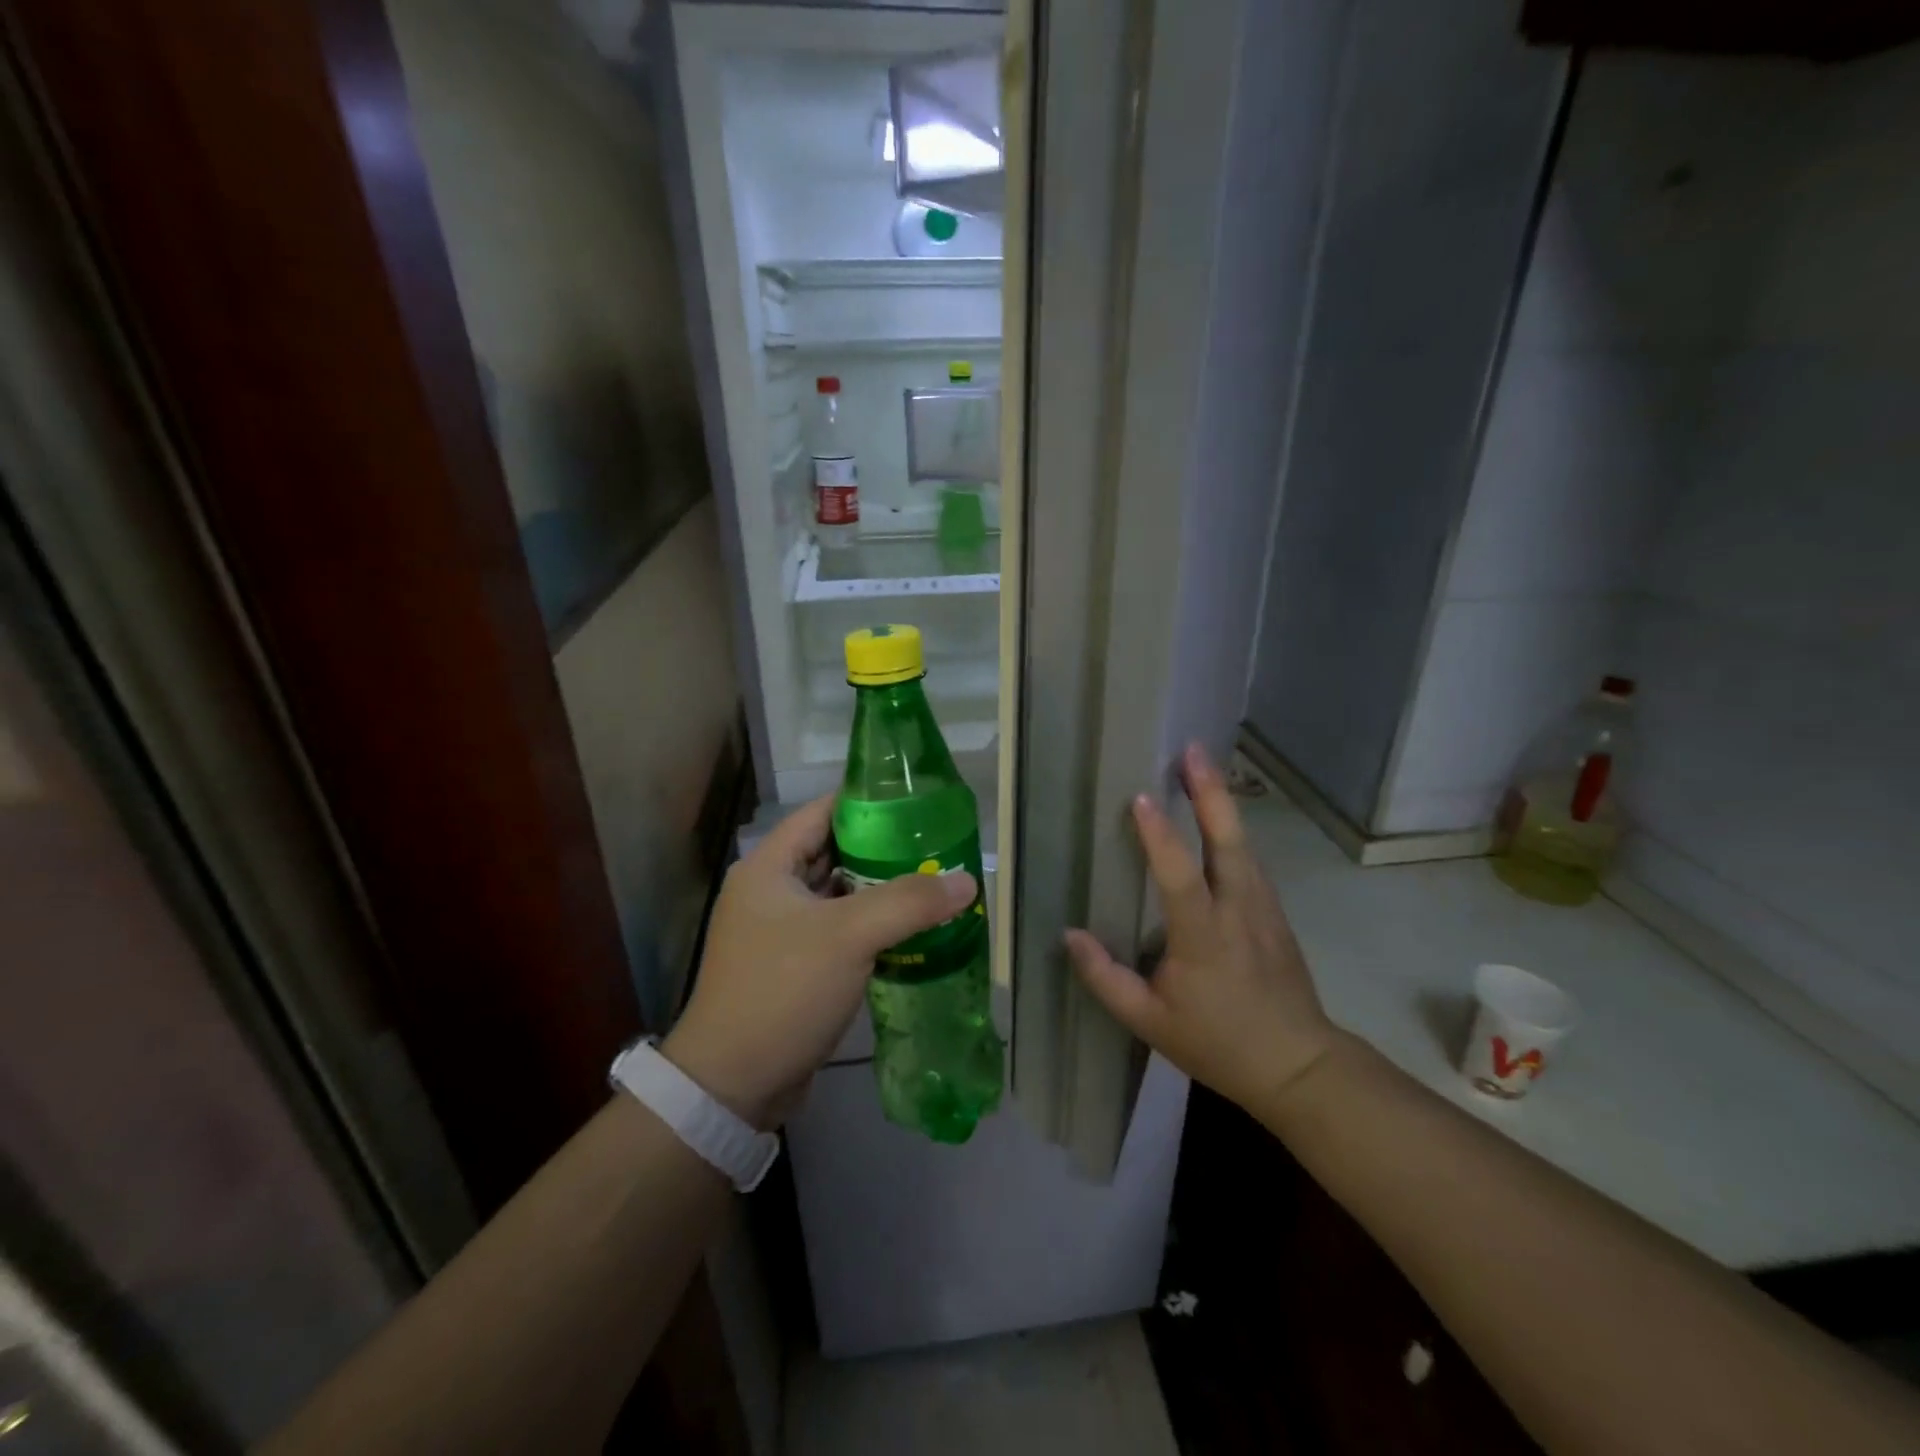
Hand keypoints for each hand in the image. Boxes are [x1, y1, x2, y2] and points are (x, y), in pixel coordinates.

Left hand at [663, 794, 975, 1128]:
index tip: (916, 801)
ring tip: (933, 882)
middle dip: (883, 849)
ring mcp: (780, 931)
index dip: (867, 802)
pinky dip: (871, 927)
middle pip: (834, 853)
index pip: (822, 812)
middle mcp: (770, 891)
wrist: (733, 1084)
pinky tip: (912, 930)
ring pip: (840, 895)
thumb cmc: (783, 990)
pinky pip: (839, 931)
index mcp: (769, 867)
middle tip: (935, 845)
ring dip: (880, 891)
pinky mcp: (794, 966)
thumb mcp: (849, 936)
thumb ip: (909, 902)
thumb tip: (967, 880)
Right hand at [1065, 744, 1337, 1113]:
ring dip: (1222, 801)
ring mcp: (1263, 908)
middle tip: (1191, 750)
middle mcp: (1238, 911)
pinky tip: (1220, 814)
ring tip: (1201, 765)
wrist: (1298, 1066)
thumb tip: (1069, 935)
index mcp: (1204, 937)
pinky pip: (1251, 859)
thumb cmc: (1218, 1043)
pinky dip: (1233, 828)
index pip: (1180, 877)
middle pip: (1227, 841)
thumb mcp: (1149, 1021)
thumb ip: (1105, 978)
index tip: (1139, 797)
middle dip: (1209, 792)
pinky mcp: (1275, 912)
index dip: (1160, 836)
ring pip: (1243, 843)